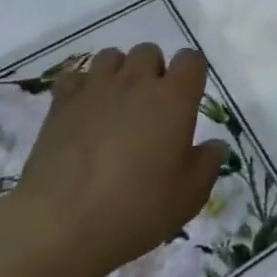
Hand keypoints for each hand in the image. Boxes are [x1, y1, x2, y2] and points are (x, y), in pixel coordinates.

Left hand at [0, 44, 226, 276]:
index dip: (192, 74)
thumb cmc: (136, 209)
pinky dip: (83, 86)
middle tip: (150, 108)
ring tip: (116, 105)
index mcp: (174, 98)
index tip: (187, 98)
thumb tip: (215, 145)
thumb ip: (208, 164)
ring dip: (119, 73)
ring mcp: (96, 88)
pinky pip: (75, 75)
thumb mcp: (189, 196)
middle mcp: (137, 82)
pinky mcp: (61, 102)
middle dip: (153, 71)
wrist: (61, 225)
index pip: (191, 59)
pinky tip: (84, 111)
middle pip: (149, 51)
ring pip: (112, 56)